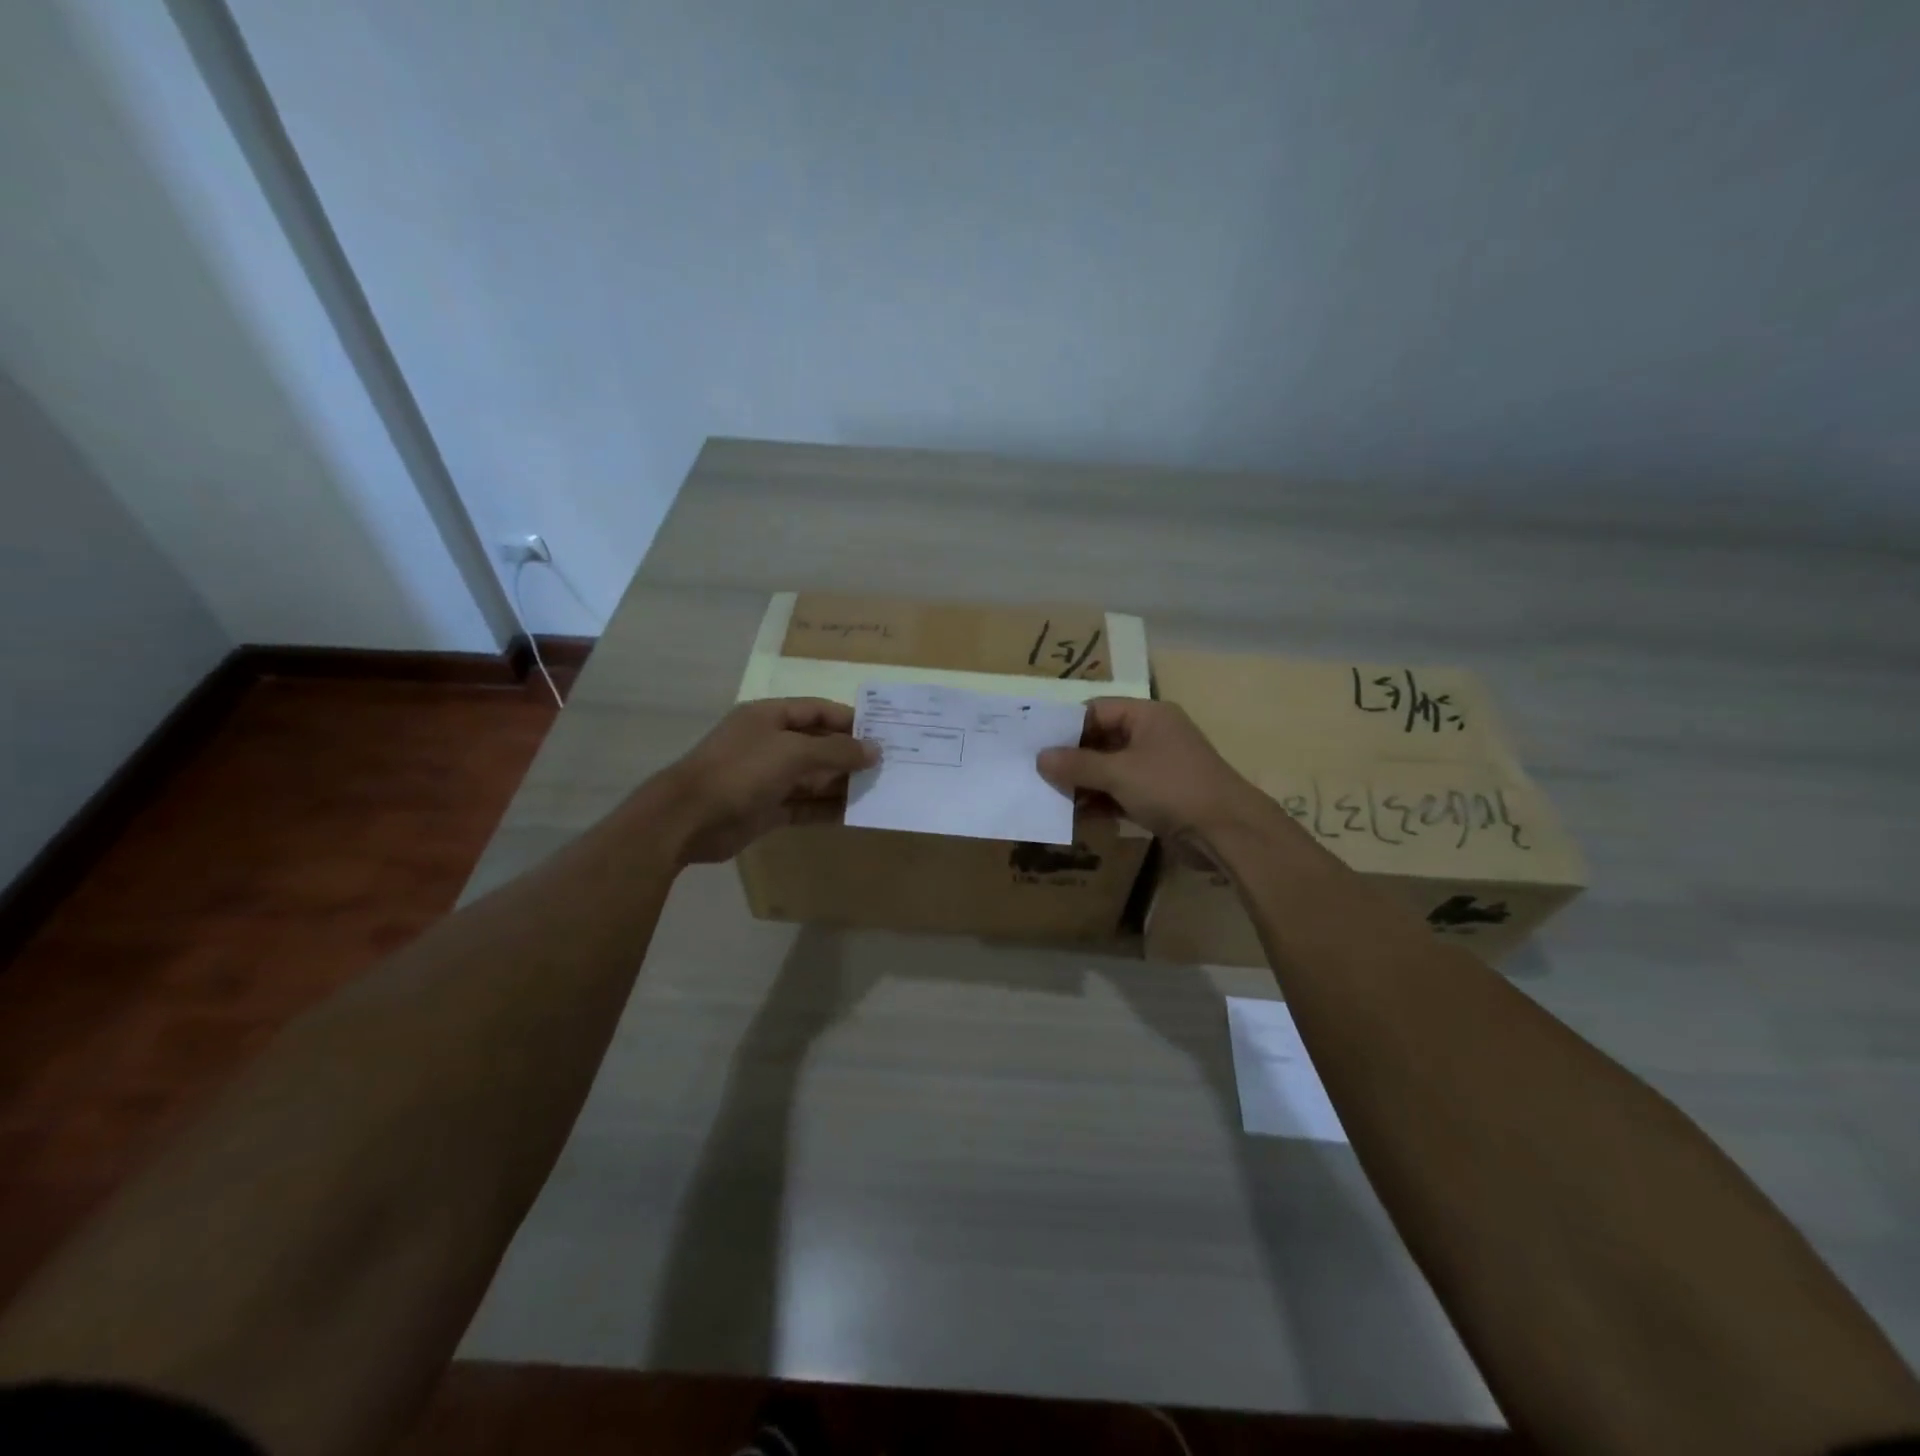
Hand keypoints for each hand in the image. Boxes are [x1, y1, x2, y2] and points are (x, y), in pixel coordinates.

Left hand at [657, 698, 876, 863]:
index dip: (850, 719)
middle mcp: (769, 743)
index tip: (883, 732)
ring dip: (842, 783)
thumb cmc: (741, 771)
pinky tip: (854, 814)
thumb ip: (836, 751)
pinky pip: (804, 805)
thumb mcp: (792, 752)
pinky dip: (827, 808)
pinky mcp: (767, 809)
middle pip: (818, 744)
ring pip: (813, 777)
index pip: (818, 710)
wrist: (688, 819)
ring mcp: (767, 778)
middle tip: (889, 764)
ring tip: (880, 789)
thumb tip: (874, 751)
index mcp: (770, 717)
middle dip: (850, 754)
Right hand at [1037, 698, 1258, 842]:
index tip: (1035, 744)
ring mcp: (1156, 768)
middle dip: (1071, 760)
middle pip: (1100, 741)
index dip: (1066, 726)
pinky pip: (1120, 793)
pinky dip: (1100, 802)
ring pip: (1108, 770)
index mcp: (1147, 716)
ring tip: (1049, 798)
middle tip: (1035, 774)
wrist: (1226, 832)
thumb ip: (1077, 765)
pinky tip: (1075, 817)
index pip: (1096, 710)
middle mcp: (1151, 736)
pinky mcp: (1158, 797)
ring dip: (1082, 784)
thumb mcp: (1119, 773)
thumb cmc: (1171, 788)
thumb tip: (1041, 757)